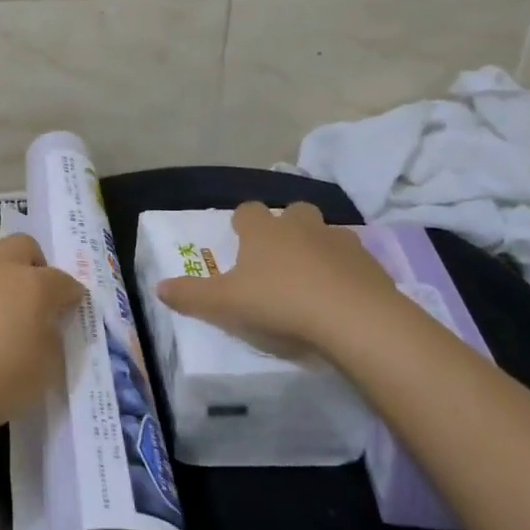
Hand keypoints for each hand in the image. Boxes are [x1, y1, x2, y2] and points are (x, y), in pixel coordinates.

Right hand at [154, 202, 404, 360]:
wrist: (355, 319)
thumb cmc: (280, 303)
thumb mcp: (225, 305)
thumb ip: (191, 296)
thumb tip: (158, 288)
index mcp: (263, 230)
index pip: (247, 210)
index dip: (241, 223)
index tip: (239, 240)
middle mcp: (300, 225)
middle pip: (291, 212)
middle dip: (284, 228)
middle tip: (276, 259)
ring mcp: (339, 241)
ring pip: (324, 233)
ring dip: (316, 248)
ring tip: (311, 280)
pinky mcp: (370, 263)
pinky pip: (352, 260)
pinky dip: (345, 272)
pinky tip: (340, 298)